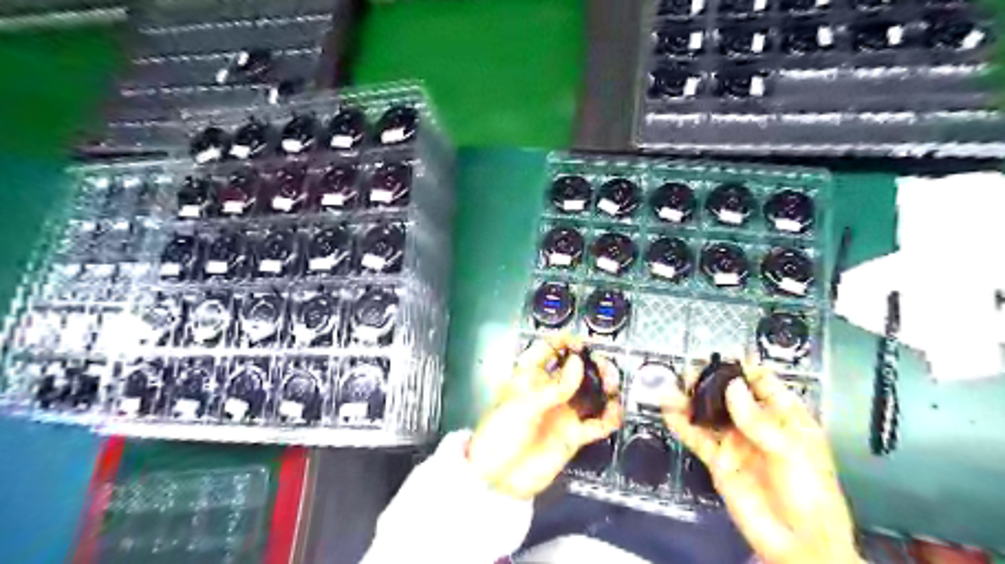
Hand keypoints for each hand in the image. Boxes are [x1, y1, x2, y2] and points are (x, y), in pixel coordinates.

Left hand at [468, 332, 625, 500]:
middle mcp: (549, 392)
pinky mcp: (573, 435)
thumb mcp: (523, 405)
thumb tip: (578, 363)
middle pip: (575, 370)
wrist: (497, 478)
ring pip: (590, 393)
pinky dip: (610, 416)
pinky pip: (597, 423)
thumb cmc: (500, 434)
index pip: (547, 350)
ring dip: (604, 385)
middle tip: (601, 364)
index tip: (580, 342)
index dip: (564, 341)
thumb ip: (554, 387)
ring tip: (611, 384)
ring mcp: (563, 413)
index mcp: (530, 378)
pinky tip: (615, 410)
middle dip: (590, 363)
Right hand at [665, 361, 858, 563]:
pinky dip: (681, 423)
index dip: (746, 368)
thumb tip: (733, 387)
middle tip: (694, 371)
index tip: (727, 354)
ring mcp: (736, 442)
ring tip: (675, 385)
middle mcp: (758, 427)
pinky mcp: (719, 460)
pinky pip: (696, 437)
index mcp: (786, 420)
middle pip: (731, 395)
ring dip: (692, 399)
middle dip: (712, 380)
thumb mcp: (791, 452)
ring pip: (710, 413)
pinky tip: (668, 410)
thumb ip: (758, 420)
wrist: (797, 544)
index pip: (765, 384)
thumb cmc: (811, 497)